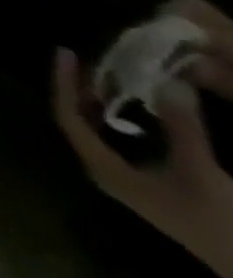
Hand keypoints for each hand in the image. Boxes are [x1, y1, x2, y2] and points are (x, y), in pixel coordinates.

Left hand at [51, 0, 232, 277]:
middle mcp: (113, 172)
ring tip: (125, 65)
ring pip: (111, 129)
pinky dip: (144, 120)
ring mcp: (139, 183)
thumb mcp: (207, 175)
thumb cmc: (228, 229)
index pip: (67, 114)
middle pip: (84, 117)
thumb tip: (159, 76)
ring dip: (115, 99)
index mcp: (107, 169)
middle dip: (86, 84)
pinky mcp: (168, 191)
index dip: (61, 80)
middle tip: (97, 48)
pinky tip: (157, 101)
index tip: (64, 48)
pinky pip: (140, 144)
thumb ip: (183, 126)